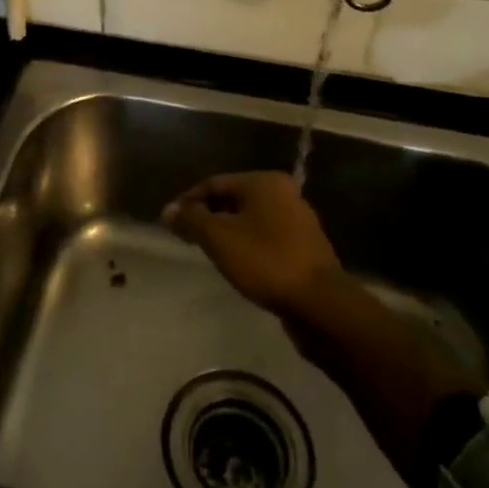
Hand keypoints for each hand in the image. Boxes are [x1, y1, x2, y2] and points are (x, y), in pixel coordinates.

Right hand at [162, 172, 345, 317]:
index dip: (189, 201)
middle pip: (234, 199)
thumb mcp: (218, 238)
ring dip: (227, 232)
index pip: (215, 183)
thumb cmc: (265, 261)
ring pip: (250, 220)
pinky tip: (237, 264)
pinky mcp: (305, 248)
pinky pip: (266, 238)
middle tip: (186, 237)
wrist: (320, 305)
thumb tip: (168, 210)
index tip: (171, 222)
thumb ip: (191, 219)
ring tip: (207, 252)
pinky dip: (247, 245)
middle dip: (208, 216)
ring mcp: (299, 221)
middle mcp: (285, 194)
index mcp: (265, 182)